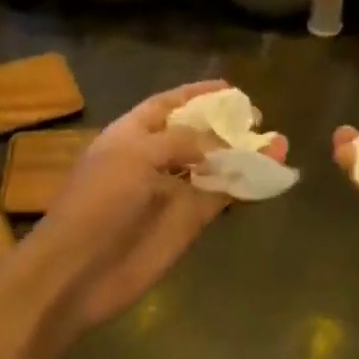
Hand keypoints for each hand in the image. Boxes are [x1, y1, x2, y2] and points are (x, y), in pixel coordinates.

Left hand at [19, 81, 287, 338]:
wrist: (80, 270)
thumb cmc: (98, 202)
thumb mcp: (134, 156)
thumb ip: (179, 141)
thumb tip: (219, 145)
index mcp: (131, 135)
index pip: (167, 105)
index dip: (196, 94)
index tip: (230, 88)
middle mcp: (153, 159)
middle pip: (196, 135)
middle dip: (225, 126)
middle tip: (258, 119)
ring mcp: (173, 192)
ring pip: (215, 167)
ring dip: (243, 155)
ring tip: (278, 143)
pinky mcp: (189, 223)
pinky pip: (221, 197)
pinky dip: (245, 186)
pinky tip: (269, 173)